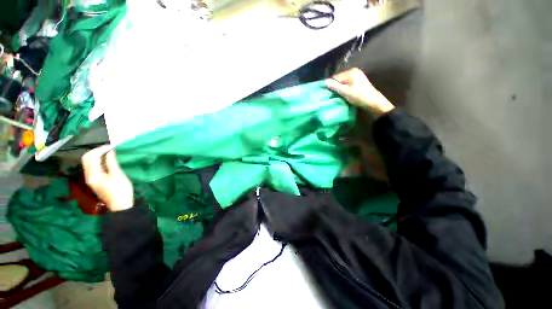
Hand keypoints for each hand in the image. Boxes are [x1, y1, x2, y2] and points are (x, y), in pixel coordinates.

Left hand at [82, 145, 133, 211]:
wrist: (120, 204)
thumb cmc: (121, 190)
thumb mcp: (118, 175)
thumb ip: (111, 162)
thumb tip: (109, 151)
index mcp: (93, 174)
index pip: (90, 157)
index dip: (99, 149)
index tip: (110, 146)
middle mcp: (88, 176)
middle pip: (86, 159)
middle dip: (95, 151)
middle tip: (108, 148)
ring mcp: (90, 179)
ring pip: (88, 162)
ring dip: (96, 155)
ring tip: (108, 152)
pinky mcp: (94, 180)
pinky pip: (91, 167)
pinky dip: (97, 161)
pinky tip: (106, 160)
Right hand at [325, 68, 394, 117]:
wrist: (373, 102)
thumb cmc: (359, 96)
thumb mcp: (345, 92)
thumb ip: (334, 86)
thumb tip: (324, 82)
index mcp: (351, 72)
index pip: (335, 77)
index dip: (331, 85)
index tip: (328, 93)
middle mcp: (354, 71)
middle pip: (339, 79)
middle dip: (335, 87)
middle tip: (333, 95)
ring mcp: (357, 76)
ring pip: (343, 82)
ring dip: (340, 88)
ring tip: (339, 95)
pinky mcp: (358, 81)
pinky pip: (347, 83)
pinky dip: (344, 88)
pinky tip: (344, 94)